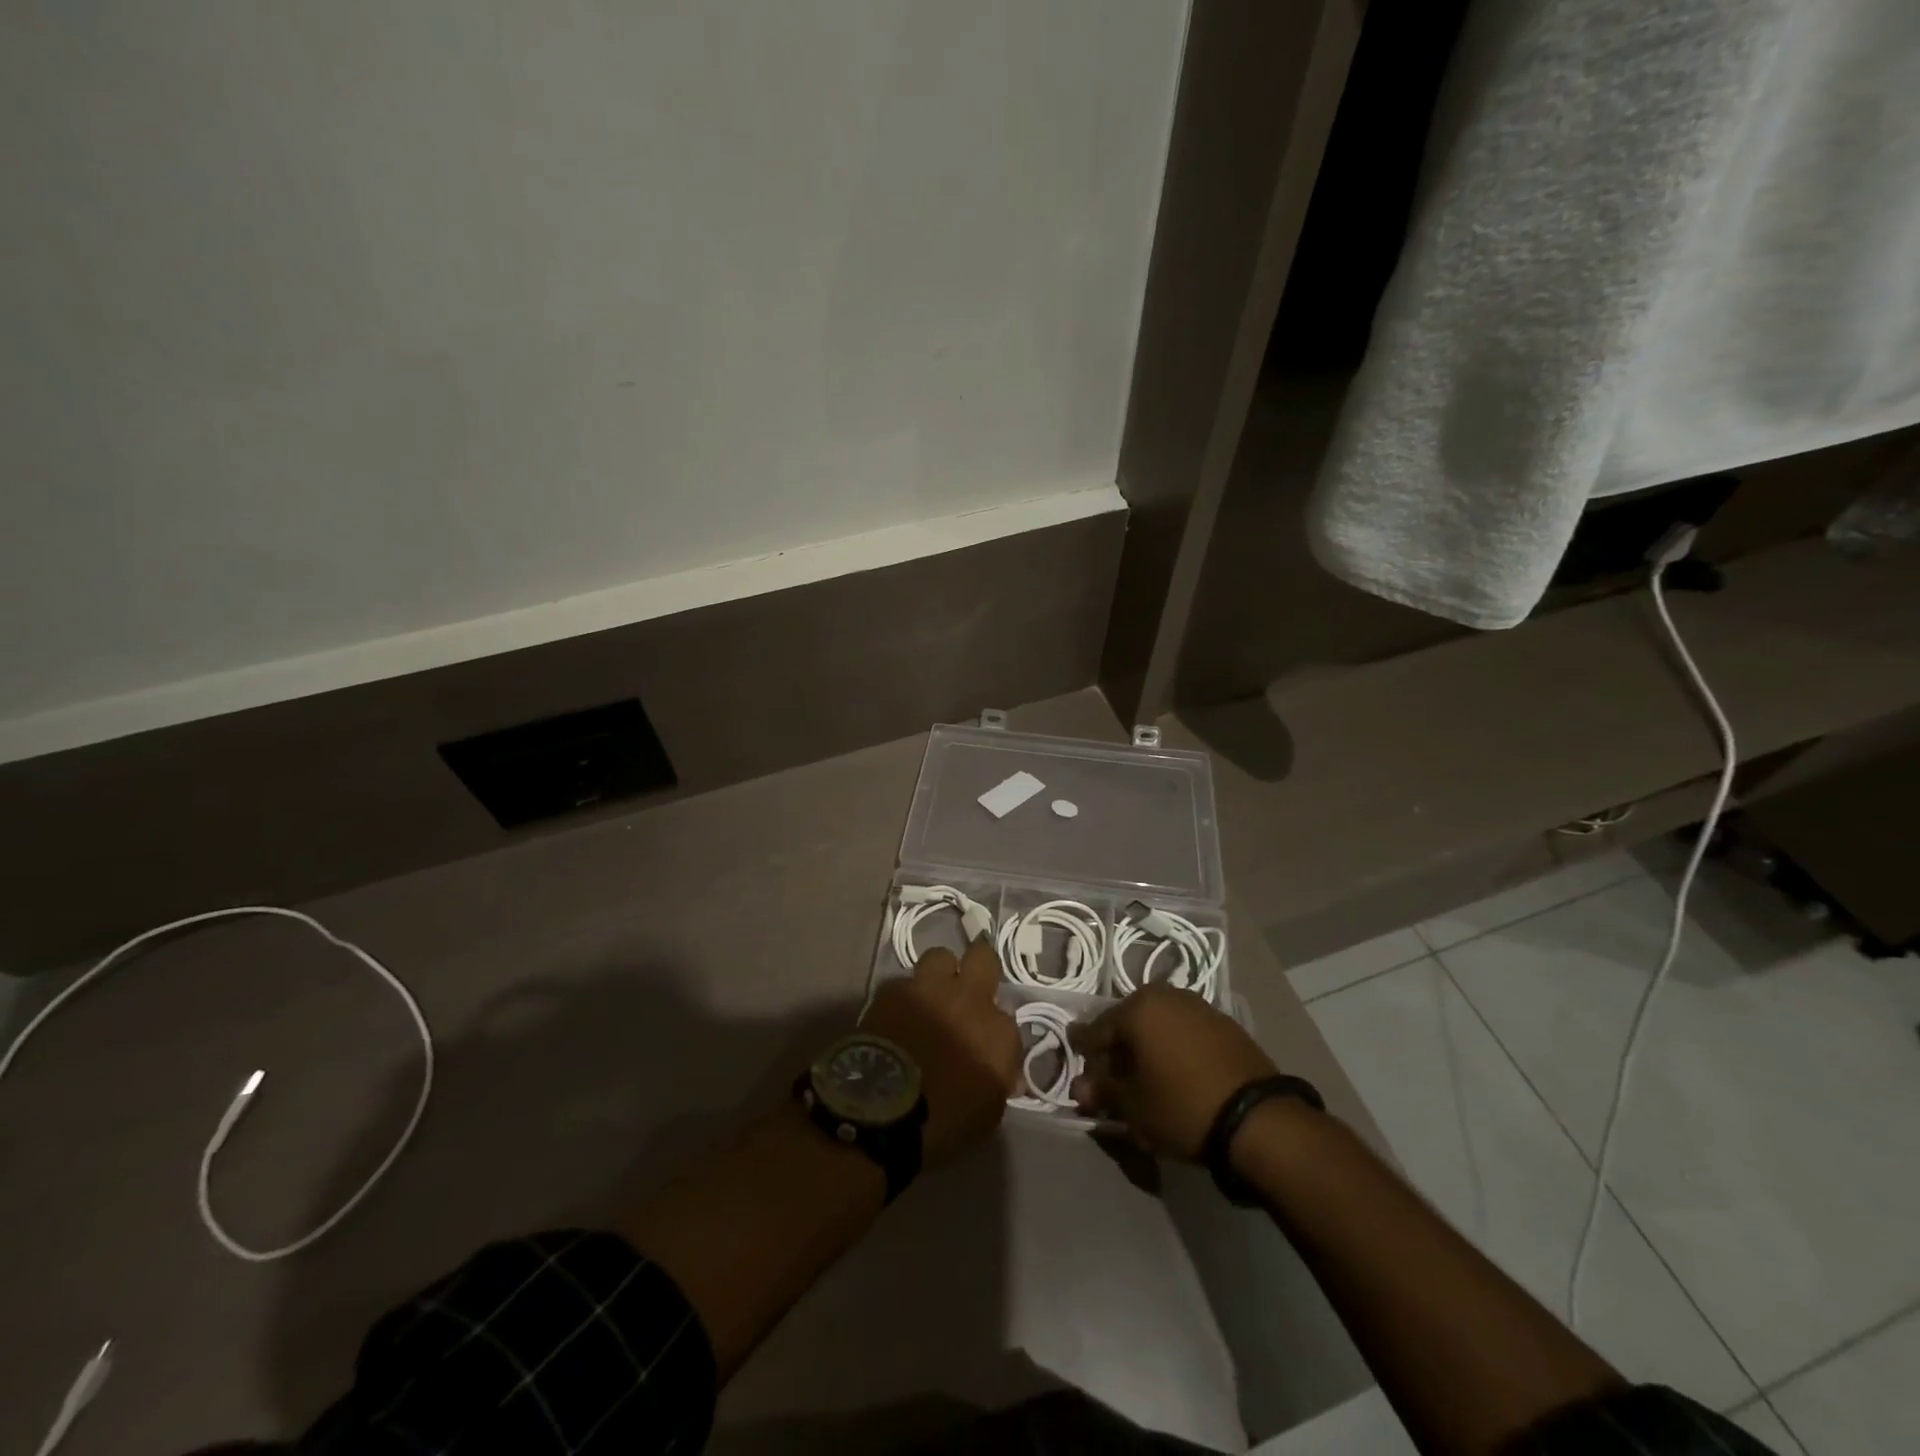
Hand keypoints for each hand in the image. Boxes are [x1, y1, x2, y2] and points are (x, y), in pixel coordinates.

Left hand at [861, 938, 1020, 1165]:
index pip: (1009, 1018)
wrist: (882, 1113)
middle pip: (983, 958)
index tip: (986, 1046)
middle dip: (980, 967)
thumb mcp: (987, 1113)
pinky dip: (904, 998)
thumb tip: (1006, 1073)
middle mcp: (969, 1000)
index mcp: (998, 1033)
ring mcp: (929, 989)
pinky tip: (897, 1017)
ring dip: (939, 974)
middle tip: (969, 988)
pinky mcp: (893, 991)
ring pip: (940, 958)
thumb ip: (999, 1080)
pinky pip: (904, 983)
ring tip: (930, 997)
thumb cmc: (943, 1124)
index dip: (996, 1031)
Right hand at [1070, 983, 1278, 1159]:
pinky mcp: (1224, 1023)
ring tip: (1146, 1078)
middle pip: (1129, 1023)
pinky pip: (1185, 1031)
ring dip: (1147, 1048)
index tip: (1078, 1069)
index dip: (1084, 1052)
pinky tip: (1176, 1073)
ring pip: (1158, 1026)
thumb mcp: (1134, 1107)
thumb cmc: (1183, 1106)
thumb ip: (1103, 1091)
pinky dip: (1174, 1048)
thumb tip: (1080, 1088)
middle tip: (1112, 1078)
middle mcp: (1165, 996)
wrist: (1258, 1119)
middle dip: (1118, 1050)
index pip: (1096, 1030)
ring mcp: (1198, 1005)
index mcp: (1138, 1008)